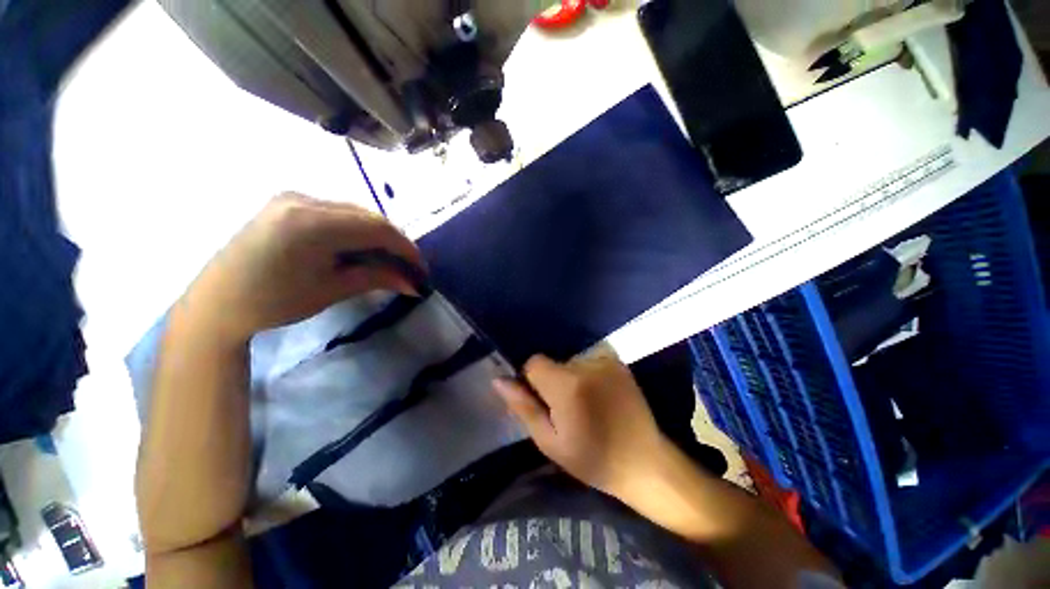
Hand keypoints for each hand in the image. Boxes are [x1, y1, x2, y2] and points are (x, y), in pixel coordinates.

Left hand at [184, 193, 422, 341]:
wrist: (217, 302)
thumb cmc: (273, 302)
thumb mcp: (332, 290)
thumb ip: (378, 279)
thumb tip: (414, 284)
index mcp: (312, 223)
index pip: (378, 229)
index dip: (406, 249)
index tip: (421, 270)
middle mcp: (304, 199)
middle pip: (369, 217)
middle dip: (395, 243)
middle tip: (407, 268)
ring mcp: (294, 197)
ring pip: (355, 212)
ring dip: (377, 236)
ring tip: (387, 261)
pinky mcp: (288, 203)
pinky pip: (337, 212)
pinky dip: (357, 230)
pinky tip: (360, 248)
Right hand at [493, 345, 669, 501]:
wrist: (643, 461)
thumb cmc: (592, 459)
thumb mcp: (550, 442)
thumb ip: (523, 407)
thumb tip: (498, 380)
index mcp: (567, 385)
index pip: (533, 362)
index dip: (532, 381)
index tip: (543, 401)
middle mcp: (586, 364)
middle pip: (552, 360)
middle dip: (552, 379)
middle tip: (565, 407)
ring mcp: (605, 359)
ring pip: (570, 359)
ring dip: (570, 375)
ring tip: (584, 401)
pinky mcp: (617, 360)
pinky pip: (588, 357)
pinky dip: (586, 370)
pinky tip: (597, 392)